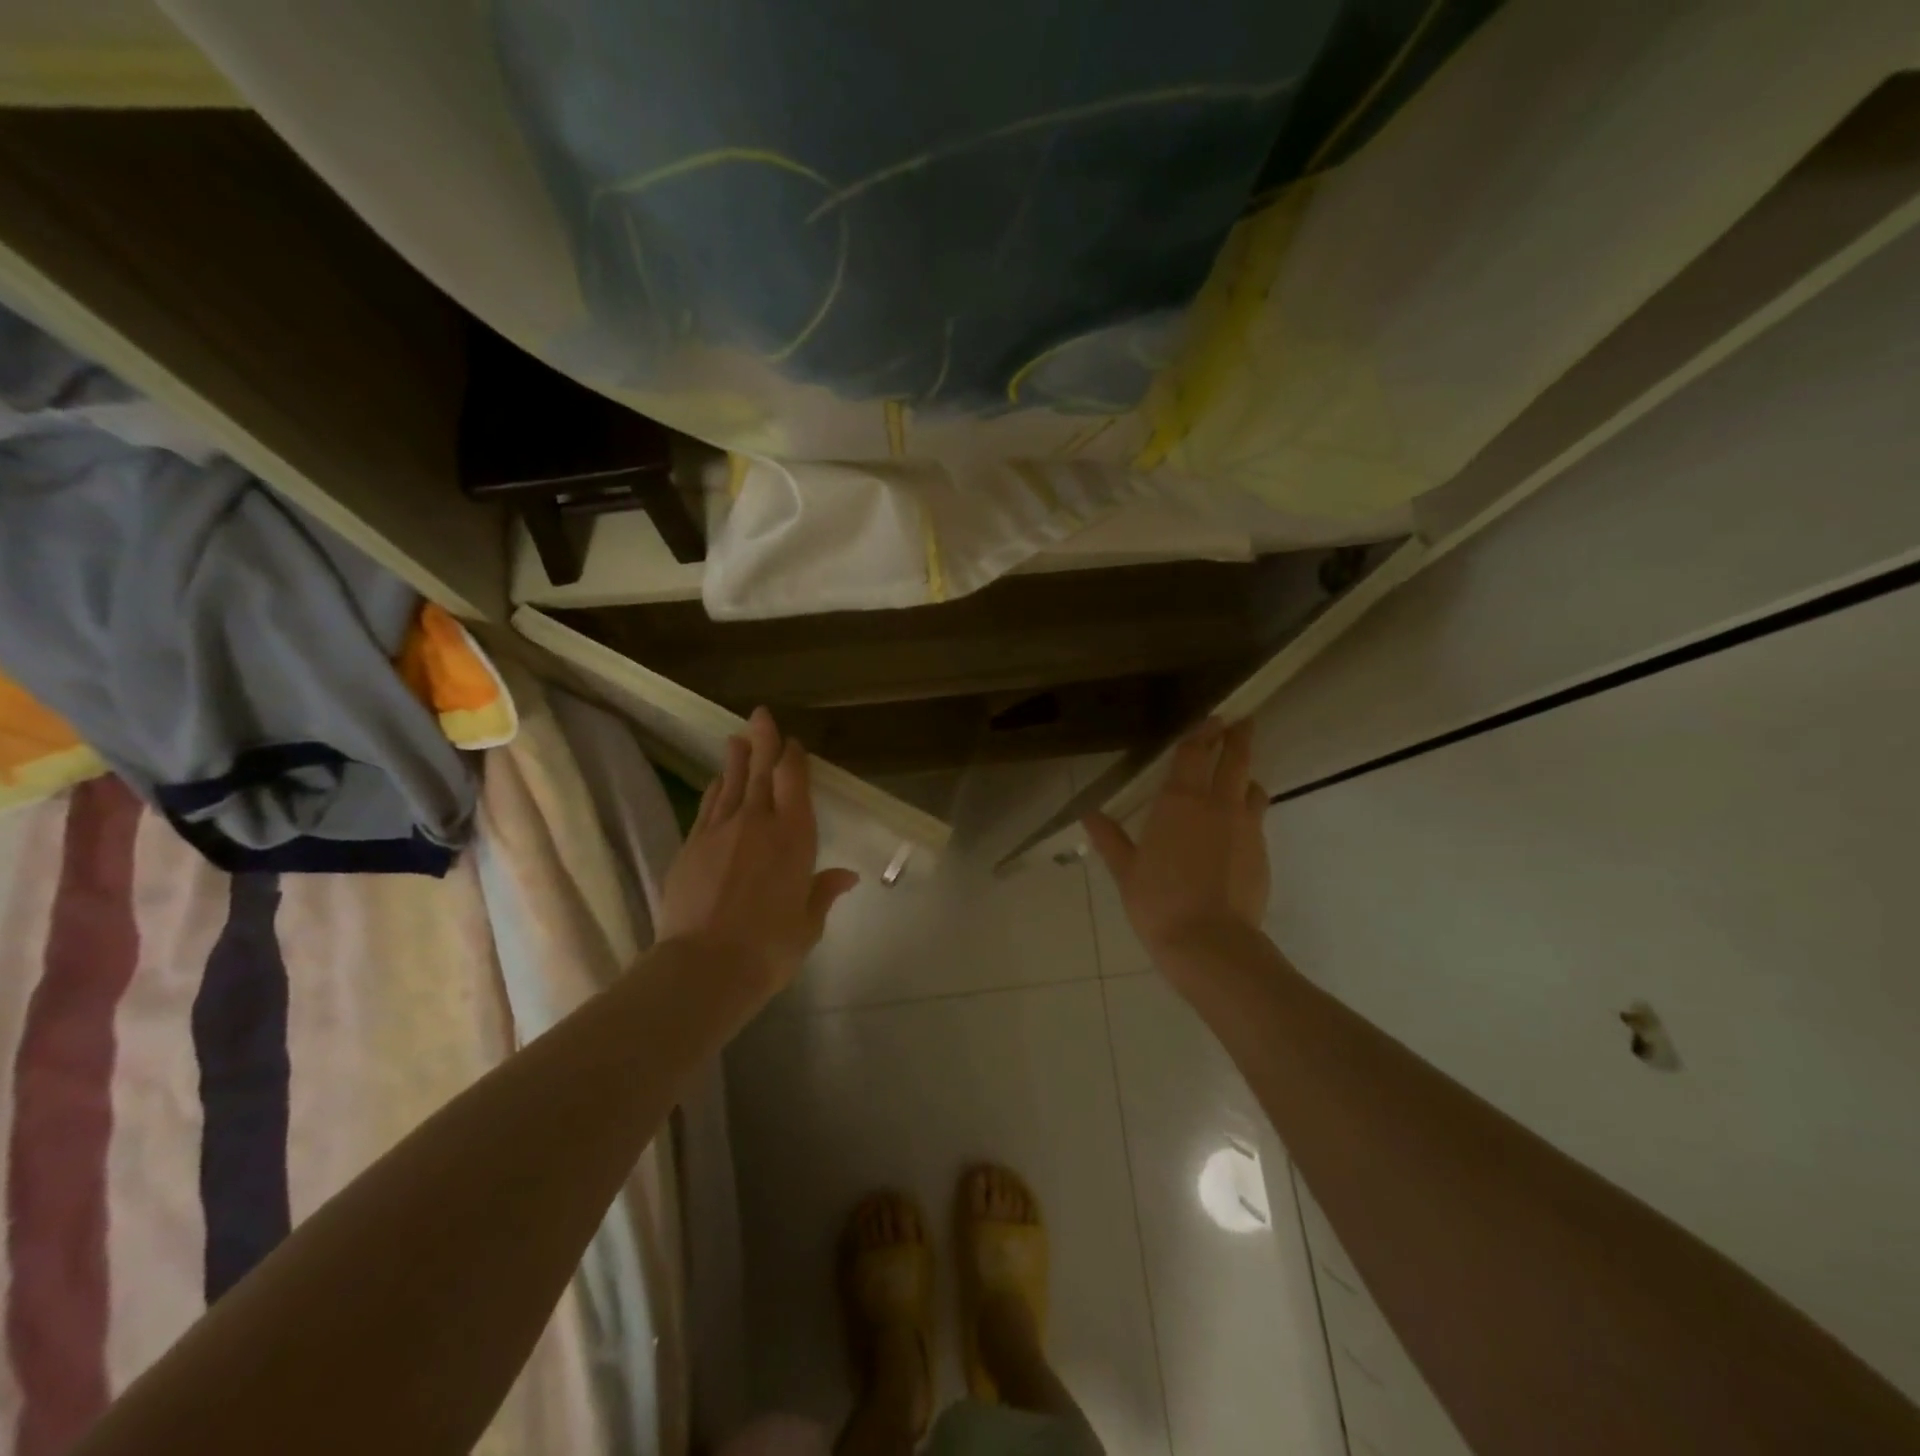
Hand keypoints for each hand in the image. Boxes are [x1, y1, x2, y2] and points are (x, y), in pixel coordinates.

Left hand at [656, 707, 859, 997]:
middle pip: (760, 771)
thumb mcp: (807, 924)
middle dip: (763, 741)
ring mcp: (719, 831)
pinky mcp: (690, 846)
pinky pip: (707, 807)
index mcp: (794, 837)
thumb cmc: (769, 948)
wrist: (705, 967)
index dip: (793, 758)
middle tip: (761, 715)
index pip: (793, 782)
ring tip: (736, 740)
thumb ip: (823, 892)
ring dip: (735, 760)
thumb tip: (845, 876)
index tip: (792, 744)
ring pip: (729, 784)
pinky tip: (715, 784)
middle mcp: (757, 823)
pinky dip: (714, 791)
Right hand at [1082, 719, 1269, 975]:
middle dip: (1238, 737)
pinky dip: (1248, 813)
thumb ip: (1110, 839)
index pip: (1194, 752)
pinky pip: (1257, 819)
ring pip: (1253, 788)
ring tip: (1238, 779)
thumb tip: (1089, 814)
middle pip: (1235, 759)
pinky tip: (1236, 830)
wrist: (1210, 942)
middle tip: (1242, 722)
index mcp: (1179, 801)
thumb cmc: (1158, 902)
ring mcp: (1246, 827)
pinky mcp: (1262, 852)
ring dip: (1246, 777)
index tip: (1212, 718)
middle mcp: (1217, 804)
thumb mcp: (1126, 871)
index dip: (1202, 732)